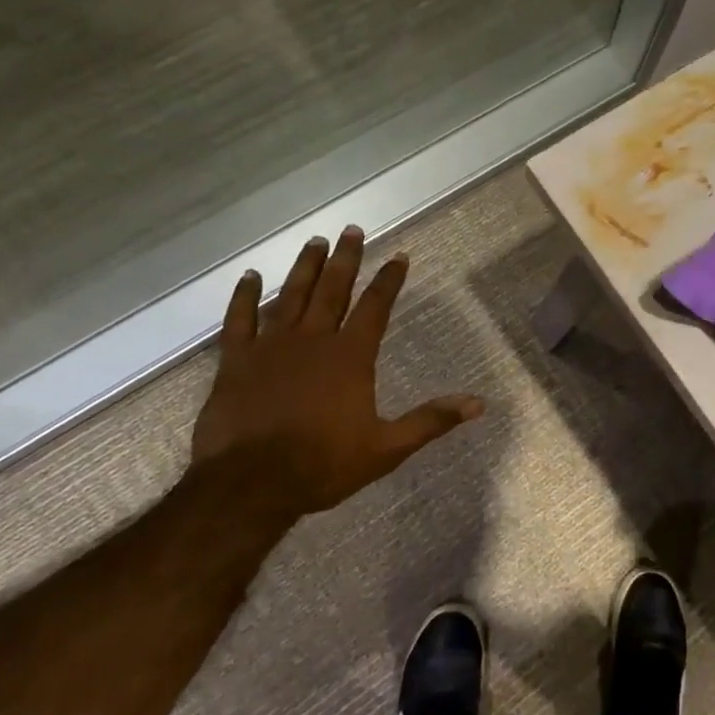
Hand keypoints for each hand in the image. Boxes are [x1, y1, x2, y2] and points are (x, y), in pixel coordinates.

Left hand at [190, 226, 483, 514]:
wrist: (250, 485)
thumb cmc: (323, 465)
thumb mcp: (387, 448)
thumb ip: (431, 420)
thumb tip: (478, 403)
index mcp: (350, 357)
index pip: (375, 307)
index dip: (389, 280)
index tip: (399, 256)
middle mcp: (313, 340)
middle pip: (332, 290)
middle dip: (345, 259)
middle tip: (352, 229)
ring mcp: (270, 347)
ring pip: (290, 296)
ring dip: (304, 267)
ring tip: (315, 241)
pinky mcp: (236, 362)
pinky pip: (238, 320)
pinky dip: (243, 297)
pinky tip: (249, 276)